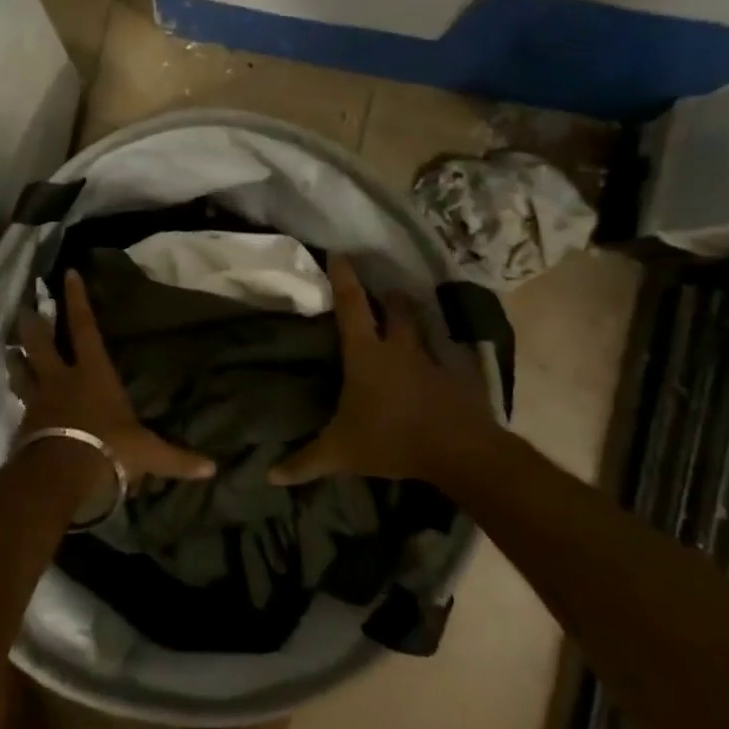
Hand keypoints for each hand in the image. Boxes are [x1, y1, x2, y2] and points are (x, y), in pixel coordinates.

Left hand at [13, 270, 215, 483]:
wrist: (59, 475)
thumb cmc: (107, 449)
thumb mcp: (147, 454)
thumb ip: (177, 458)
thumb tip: (213, 469)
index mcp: (92, 373)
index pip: (84, 327)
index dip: (77, 299)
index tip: (68, 273)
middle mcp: (61, 379)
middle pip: (40, 343)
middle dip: (33, 325)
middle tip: (24, 309)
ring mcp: (39, 400)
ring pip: (22, 371)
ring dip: (16, 359)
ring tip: (11, 351)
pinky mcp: (25, 424)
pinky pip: (21, 403)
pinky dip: (20, 397)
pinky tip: (19, 402)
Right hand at [269, 255, 504, 486]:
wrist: (460, 451)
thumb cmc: (392, 439)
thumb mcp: (341, 453)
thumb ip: (305, 462)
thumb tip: (269, 475)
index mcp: (366, 354)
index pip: (351, 305)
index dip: (343, 278)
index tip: (338, 253)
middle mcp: (398, 348)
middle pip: (396, 309)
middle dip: (388, 296)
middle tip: (382, 292)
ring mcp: (430, 361)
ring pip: (422, 328)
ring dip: (414, 318)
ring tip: (408, 317)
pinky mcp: (455, 378)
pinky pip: (443, 358)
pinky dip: (437, 356)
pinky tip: (433, 366)